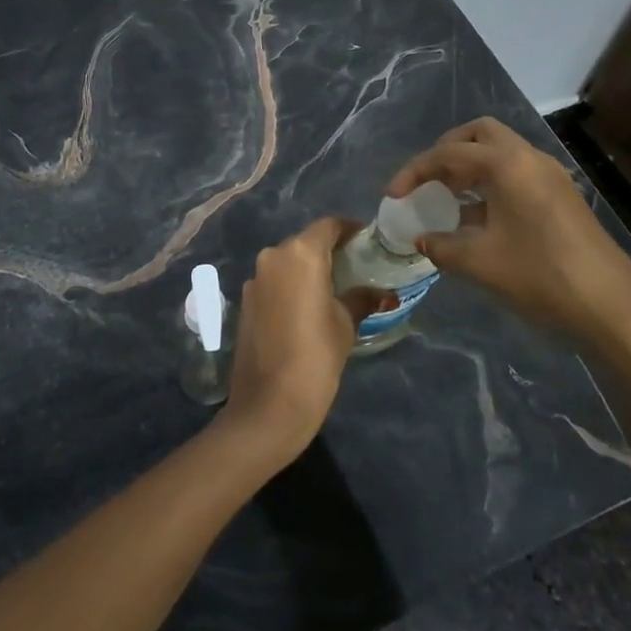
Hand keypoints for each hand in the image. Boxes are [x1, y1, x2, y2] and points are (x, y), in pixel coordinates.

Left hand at [218, 218, 382, 465]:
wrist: (268, 404)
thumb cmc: (316, 356)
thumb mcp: (346, 324)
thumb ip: (362, 298)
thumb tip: (385, 293)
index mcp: (301, 253)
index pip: (329, 226)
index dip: (350, 230)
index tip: (368, 243)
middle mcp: (273, 255)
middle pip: (306, 242)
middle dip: (330, 251)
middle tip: (356, 268)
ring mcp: (255, 278)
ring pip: (288, 262)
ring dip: (309, 269)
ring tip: (334, 289)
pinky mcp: (245, 300)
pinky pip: (274, 281)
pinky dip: (291, 285)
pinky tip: (307, 307)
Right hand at [387, 117, 630, 354]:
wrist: (611, 307)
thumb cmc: (540, 276)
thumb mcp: (480, 263)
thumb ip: (441, 246)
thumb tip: (421, 239)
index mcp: (507, 164)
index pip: (448, 153)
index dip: (414, 171)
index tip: (392, 196)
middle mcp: (529, 158)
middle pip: (479, 134)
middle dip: (446, 151)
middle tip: (426, 180)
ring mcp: (550, 175)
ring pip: (500, 152)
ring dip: (469, 167)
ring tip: (445, 198)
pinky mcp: (561, 196)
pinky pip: (516, 173)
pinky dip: (490, 182)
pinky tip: (477, 218)